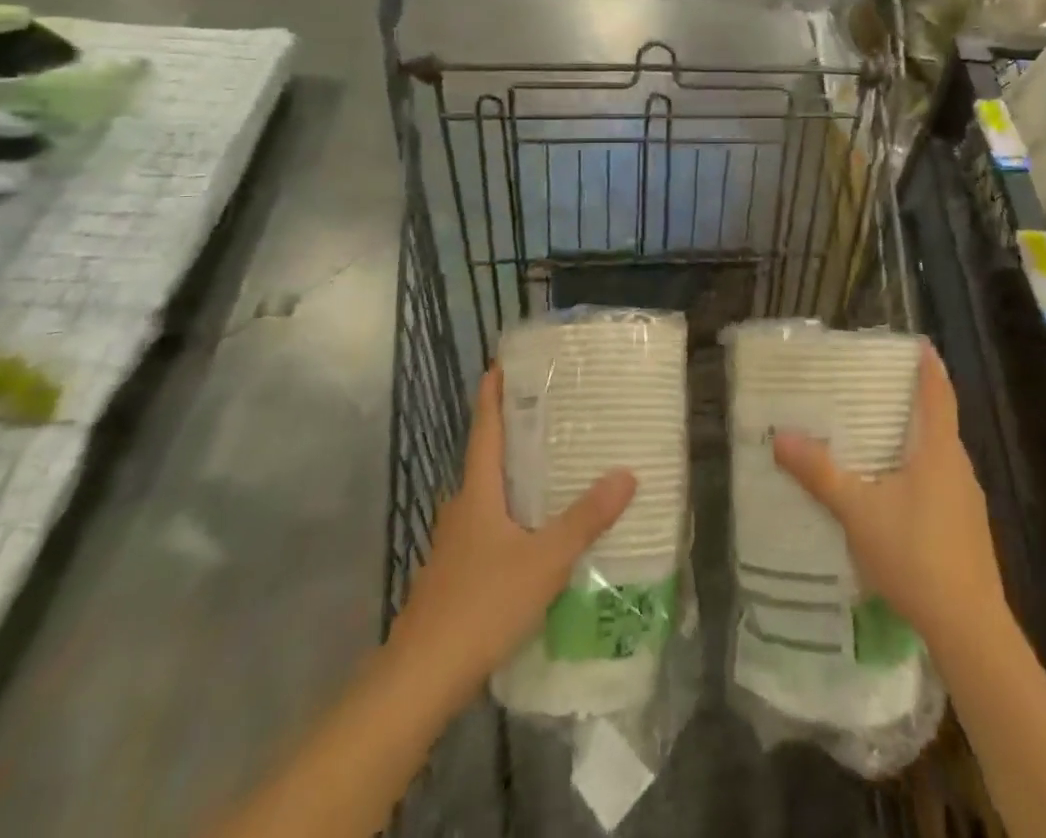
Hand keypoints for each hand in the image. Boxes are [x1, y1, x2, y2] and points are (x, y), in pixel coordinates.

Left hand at [389, 367, 635, 711]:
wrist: (419, 682)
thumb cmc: (482, 605)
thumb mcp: (545, 560)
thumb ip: (586, 518)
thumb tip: (627, 472)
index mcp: (477, 494)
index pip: (485, 431)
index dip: (491, 396)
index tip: (499, 365)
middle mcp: (461, 511)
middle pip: (485, 461)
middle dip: (510, 436)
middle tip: (547, 415)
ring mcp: (452, 547)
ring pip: (485, 499)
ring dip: (511, 480)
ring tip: (550, 471)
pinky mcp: (453, 579)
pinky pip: (486, 530)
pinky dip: (508, 518)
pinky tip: (532, 536)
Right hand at [773, 346, 1006, 648]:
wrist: (969, 628)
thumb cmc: (915, 555)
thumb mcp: (859, 511)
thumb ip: (820, 474)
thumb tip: (780, 436)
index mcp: (939, 451)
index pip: (938, 393)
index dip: (929, 365)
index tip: (917, 342)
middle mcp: (958, 467)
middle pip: (937, 422)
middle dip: (910, 402)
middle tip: (872, 388)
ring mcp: (966, 500)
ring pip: (937, 456)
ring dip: (911, 440)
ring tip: (874, 436)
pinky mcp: (966, 528)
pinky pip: (939, 483)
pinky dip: (916, 471)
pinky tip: (890, 492)